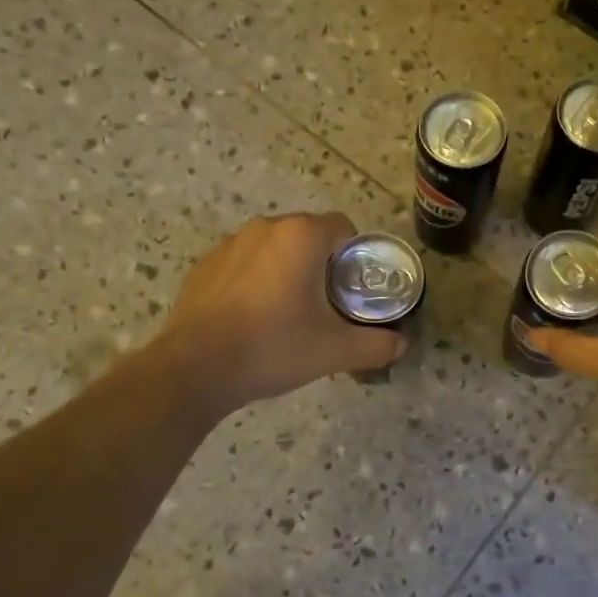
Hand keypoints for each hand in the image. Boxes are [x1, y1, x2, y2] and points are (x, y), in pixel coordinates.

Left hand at [149, 213, 406, 416]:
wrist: (196, 368)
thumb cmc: (273, 347)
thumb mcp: (335, 351)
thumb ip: (377, 344)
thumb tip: (402, 343)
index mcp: (301, 236)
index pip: (344, 228)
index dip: (356, 256)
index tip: (354, 290)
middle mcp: (266, 227)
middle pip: (309, 236)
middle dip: (322, 264)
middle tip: (327, 306)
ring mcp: (229, 243)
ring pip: (274, 249)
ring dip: (287, 270)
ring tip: (288, 313)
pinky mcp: (204, 265)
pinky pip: (244, 264)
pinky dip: (255, 281)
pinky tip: (252, 318)